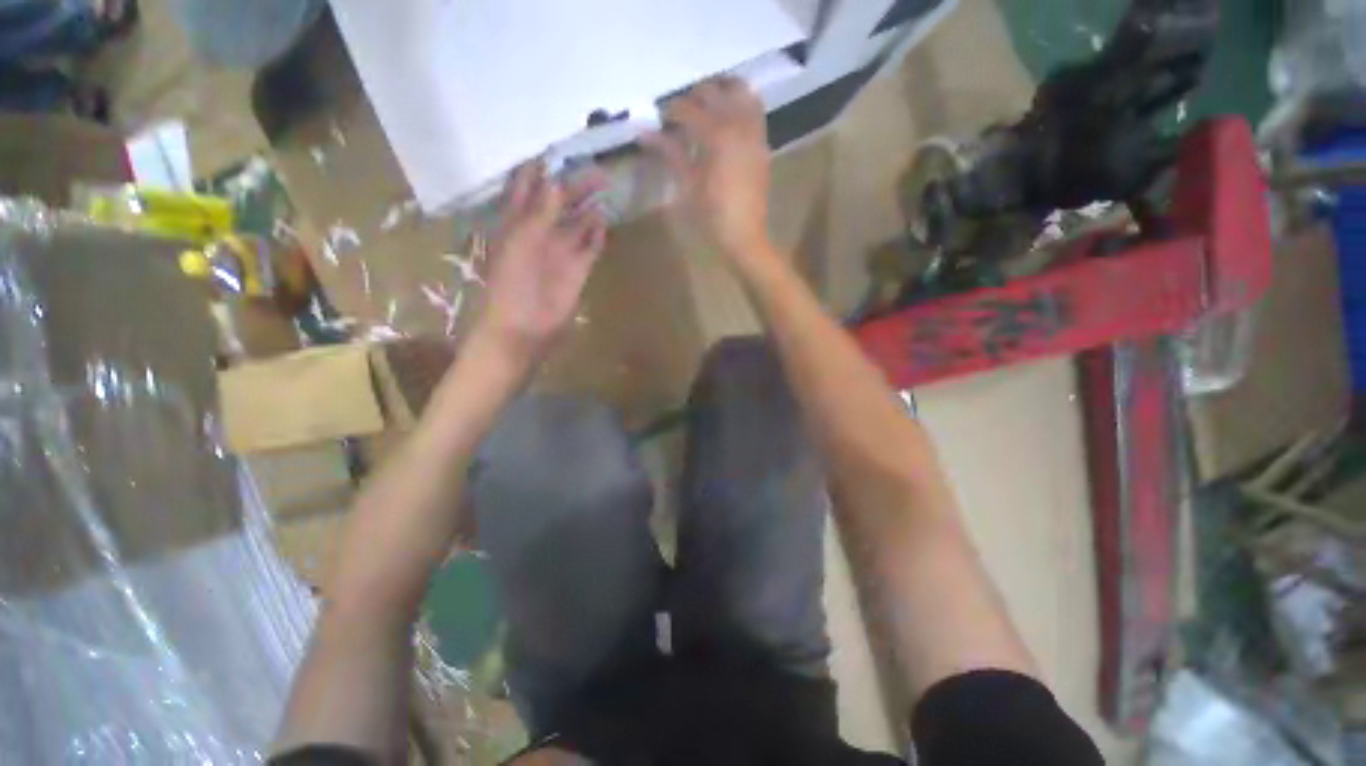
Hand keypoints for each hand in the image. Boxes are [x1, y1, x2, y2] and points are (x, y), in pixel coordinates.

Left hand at [477, 161, 607, 360]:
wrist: (524, 324)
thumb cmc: (513, 281)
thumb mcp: (522, 240)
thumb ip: (540, 212)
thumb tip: (556, 180)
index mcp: (518, 222)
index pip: (528, 188)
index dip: (540, 170)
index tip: (556, 152)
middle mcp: (541, 232)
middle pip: (559, 203)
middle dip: (575, 186)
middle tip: (597, 171)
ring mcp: (561, 251)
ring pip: (578, 223)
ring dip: (589, 208)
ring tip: (606, 190)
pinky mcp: (578, 269)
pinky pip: (590, 247)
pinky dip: (597, 235)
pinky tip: (604, 223)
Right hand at [642, 77, 774, 268]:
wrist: (744, 236)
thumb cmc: (711, 217)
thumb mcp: (687, 186)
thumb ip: (670, 153)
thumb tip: (644, 133)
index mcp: (717, 136)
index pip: (688, 109)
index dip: (670, 111)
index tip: (659, 119)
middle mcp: (738, 125)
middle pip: (714, 92)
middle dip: (694, 96)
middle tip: (680, 113)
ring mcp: (754, 133)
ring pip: (741, 92)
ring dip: (721, 91)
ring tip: (706, 106)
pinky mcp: (762, 144)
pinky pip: (754, 110)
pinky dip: (740, 103)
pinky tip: (727, 118)